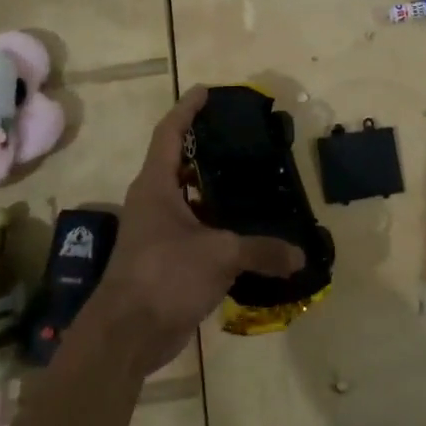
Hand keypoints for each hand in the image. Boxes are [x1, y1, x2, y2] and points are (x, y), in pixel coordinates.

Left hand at [82, 85, 304, 375]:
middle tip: (240, 137)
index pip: (170, 133)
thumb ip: (262, 251)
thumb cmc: (164, 276)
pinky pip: (193, 229)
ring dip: (212, 188)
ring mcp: (156, 231)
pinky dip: (215, 223)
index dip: (187, 109)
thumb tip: (300, 255)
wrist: (126, 335)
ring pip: (187, 198)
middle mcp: (152, 201)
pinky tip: (243, 228)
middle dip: (205, 148)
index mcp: (156, 186)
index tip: (205, 91)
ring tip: (249, 178)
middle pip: (178, 162)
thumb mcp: (219, 256)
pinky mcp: (163, 258)